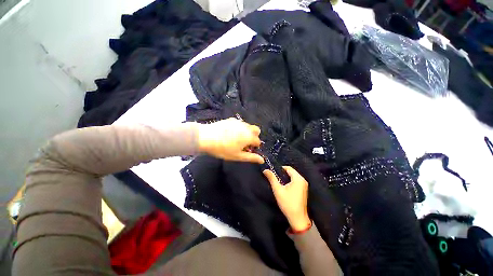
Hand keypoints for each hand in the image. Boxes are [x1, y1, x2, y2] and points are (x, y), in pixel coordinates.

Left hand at [198, 118, 263, 163]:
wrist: (206, 137)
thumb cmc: (223, 149)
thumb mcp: (237, 156)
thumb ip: (251, 158)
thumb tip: (262, 160)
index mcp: (249, 136)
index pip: (258, 141)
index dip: (254, 147)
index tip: (247, 150)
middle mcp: (246, 127)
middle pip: (256, 130)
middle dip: (254, 136)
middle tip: (245, 143)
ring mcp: (238, 122)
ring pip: (248, 126)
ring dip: (247, 132)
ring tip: (236, 139)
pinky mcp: (231, 119)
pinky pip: (239, 123)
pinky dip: (239, 128)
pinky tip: (230, 133)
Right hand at [263, 166, 310, 231]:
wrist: (298, 218)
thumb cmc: (287, 203)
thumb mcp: (278, 190)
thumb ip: (272, 178)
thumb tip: (265, 170)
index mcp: (298, 179)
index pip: (288, 168)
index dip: (280, 168)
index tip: (273, 172)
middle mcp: (303, 180)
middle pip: (291, 171)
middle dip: (283, 173)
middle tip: (275, 177)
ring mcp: (304, 185)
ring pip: (293, 176)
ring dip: (286, 177)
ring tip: (278, 182)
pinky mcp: (304, 189)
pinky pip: (296, 181)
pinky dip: (290, 181)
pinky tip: (284, 187)